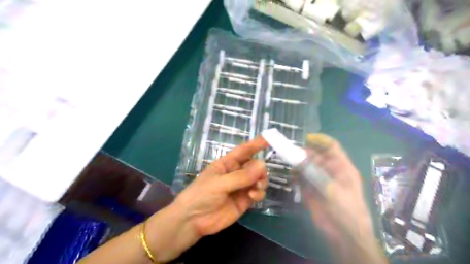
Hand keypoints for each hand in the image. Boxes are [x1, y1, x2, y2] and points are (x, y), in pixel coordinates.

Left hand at [173, 137, 269, 236]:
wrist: (193, 221)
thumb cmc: (201, 194)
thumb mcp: (220, 183)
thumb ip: (241, 176)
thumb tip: (262, 165)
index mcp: (227, 163)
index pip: (243, 151)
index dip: (255, 144)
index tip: (269, 139)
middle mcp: (235, 173)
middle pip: (254, 165)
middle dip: (260, 168)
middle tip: (260, 175)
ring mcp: (241, 187)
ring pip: (258, 179)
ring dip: (261, 180)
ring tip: (256, 187)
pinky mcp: (244, 200)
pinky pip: (257, 192)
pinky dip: (259, 192)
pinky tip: (253, 196)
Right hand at [303, 134, 386, 263]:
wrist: (345, 235)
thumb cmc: (347, 209)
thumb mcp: (332, 189)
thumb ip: (315, 174)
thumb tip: (299, 159)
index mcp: (341, 167)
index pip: (331, 147)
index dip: (320, 140)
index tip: (305, 137)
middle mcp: (329, 171)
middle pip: (316, 156)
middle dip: (304, 152)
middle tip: (290, 151)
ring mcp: (319, 180)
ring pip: (306, 166)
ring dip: (298, 163)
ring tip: (288, 162)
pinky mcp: (310, 190)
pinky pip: (301, 178)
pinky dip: (295, 175)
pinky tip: (291, 175)